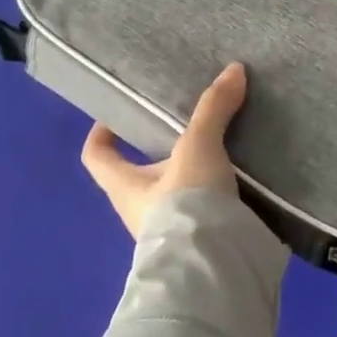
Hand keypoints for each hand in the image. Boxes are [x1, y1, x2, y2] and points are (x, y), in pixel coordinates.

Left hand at [81, 63, 246, 237]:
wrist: (213, 267)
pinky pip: (202, 211)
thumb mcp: (198, 148)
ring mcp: (168, 231)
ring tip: (222, 151)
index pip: (96, 157)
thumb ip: (213, 110)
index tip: (119, 117)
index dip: (101, 135)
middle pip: (139, 175)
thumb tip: (234, 69)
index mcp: (124, 186)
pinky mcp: (199, 244)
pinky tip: (241, 181)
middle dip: (160, 154)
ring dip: (192, 176)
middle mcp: (139, 211)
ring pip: (174, 195)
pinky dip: (216, 196)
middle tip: (188, 129)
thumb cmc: (185, 204)